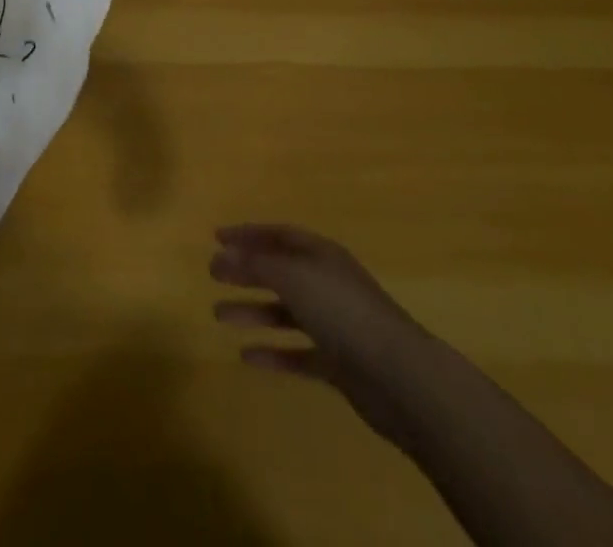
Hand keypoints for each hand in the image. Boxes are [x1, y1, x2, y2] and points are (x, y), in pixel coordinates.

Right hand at [211, 224, 437, 445]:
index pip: (278, 234)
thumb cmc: (343, 312)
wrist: (401, 378)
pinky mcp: (339, 364)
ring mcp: (334, 324)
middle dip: (246, 271)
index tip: (216, 238)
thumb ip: (257, 263)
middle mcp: (327, 283)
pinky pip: (297, 353)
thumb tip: (224, 253)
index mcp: (320, 254)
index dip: (248, 234)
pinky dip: (273, 353)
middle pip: (279, 271)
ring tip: (218, 316)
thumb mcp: (294, 276)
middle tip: (212, 275)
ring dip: (252, 311)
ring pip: (285, 312)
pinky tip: (247, 358)